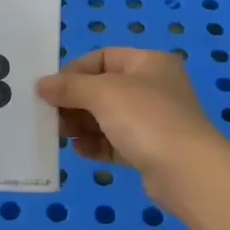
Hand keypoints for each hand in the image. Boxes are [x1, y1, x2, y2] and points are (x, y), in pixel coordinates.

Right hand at [35, 48, 227, 198]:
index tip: (51, 89)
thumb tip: (42, 85)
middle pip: (103, 88)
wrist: (187, 172)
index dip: (74, 71)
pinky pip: (115, 142)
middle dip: (74, 101)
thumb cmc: (146, 118)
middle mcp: (153, 87)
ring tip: (59, 135)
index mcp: (149, 63)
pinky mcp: (150, 151)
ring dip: (81, 124)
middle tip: (50, 116)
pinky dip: (96, 144)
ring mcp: (153, 121)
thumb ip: (69, 87)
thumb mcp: (102, 93)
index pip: (103, 57)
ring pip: (108, 117)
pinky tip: (79, 150)